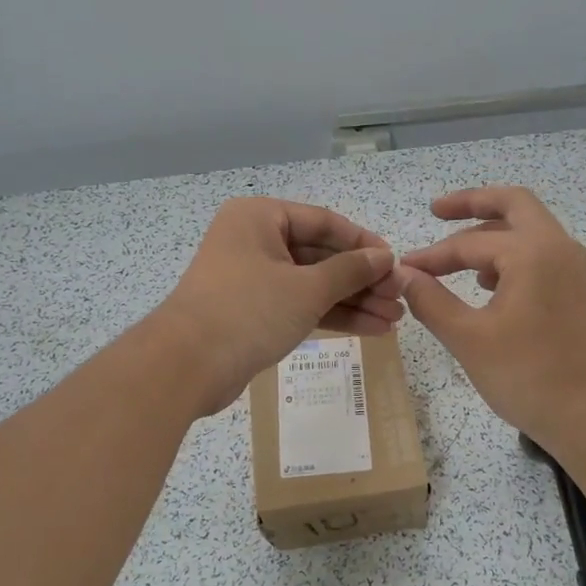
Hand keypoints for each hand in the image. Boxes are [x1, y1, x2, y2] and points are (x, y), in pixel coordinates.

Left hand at [152, 198, 400, 415]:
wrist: (186, 367)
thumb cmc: (248, 311)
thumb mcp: (307, 288)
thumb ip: (350, 271)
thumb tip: (384, 258)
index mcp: (260, 218)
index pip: (324, 222)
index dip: (364, 243)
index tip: (396, 264)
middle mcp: (254, 241)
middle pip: (320, 255)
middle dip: (362, 279)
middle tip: (399, 298)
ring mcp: (253, 278)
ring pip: (313, 284)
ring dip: (353, 301)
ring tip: (394, 320)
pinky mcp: (253, 312)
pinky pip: (300, 305)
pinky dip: (332, 316)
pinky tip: (371, 329)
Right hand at [400, 186, 585, 456]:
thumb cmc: (530, 377)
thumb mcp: (469, 339)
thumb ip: (431, 301)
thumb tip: (404, 276)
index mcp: (532, 252)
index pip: (469, 242)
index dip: (432, 255)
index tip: (403, 269)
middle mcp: (559, 248)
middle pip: (514, 205)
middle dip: (472, 203)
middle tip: (436, 210)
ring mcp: (576, 269)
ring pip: (530, 230)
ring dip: (493, 232)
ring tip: (458, 258)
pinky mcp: (581, 292)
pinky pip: (542, 255)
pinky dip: (512, 255)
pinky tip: (490, 286)